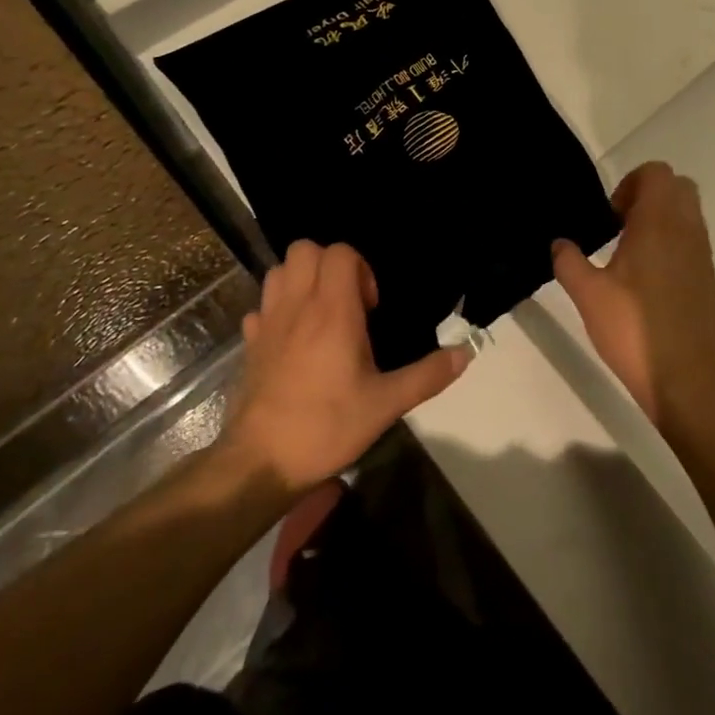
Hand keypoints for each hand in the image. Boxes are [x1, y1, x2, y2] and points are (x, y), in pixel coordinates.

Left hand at [223, 241, 469, 491]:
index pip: (340, 252)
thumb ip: (427, 375)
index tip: (370, 307)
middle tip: (347, 303)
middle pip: (304, 249)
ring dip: (300, 281)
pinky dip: (276, 311)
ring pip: (278, 272)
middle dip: (329, 265)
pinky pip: (260, 308)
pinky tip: (290, 340)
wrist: (259, 464)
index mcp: (332, 311)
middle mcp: (297, 306)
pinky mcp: (248, 345)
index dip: (360, 268)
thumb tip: (466, 354)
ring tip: (319, 315)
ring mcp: (267, 323)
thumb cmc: (326, 426)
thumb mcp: (386, 405)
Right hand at [551, 162, 714, 426]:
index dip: (631, 183)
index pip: (656, 173)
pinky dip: (675, 242)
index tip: (612, 216)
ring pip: (689, 212)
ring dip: (663, 218)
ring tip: (633, 253)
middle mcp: (686, 230)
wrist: (684, 376)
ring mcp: (702, 253)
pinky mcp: (709, 277)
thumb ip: (568, 262)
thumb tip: (559, 243)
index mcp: (658, 224)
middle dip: (649, 195)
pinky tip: (651, 279)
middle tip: (622, 226)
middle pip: (678, 186)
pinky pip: (694, 240)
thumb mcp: (588, 295)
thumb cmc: (633, 328)